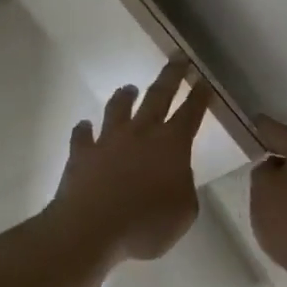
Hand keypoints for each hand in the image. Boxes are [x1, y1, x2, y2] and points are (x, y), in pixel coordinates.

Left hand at [52, 60, 211, 261]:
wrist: (91, 228)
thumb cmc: (146, 225)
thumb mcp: (184, 213)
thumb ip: (185, 188)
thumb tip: (177, 176)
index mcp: (172, 145)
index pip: (191, 113)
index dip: (199, 96)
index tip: (203, 79)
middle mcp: (141, 133)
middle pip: (158, 96)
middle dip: (171, 76)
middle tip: (177, 58)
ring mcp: (108, 140)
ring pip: (118, 108)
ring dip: (125, 96)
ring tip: (129, 88)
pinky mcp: (82, 153)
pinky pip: (82, 136)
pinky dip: (84, 130)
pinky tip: (84, 126)